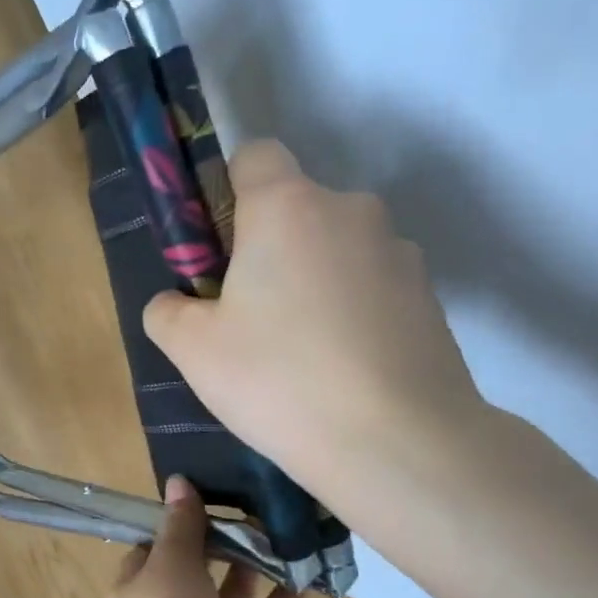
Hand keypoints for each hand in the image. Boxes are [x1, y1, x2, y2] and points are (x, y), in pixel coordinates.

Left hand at [101, 476, 305, 597]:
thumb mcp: (166, 565)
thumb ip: (181, 526)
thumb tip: (179, 481)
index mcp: (143, 585)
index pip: (159, 544)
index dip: (180, 517)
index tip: (209, 483)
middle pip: (205, 560)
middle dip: (227, 531)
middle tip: (260, 489)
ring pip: (243, 582)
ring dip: (262, 553)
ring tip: (290, 511)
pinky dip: (294, 586)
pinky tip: (314, 552)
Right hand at [142, 140, 488, 513]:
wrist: (397, 443)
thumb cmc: (278, 380)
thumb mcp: (192, 350)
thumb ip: (168, 311)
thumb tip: (176, 302)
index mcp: (287, 206)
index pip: (255, 154)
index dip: (228, 192)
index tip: (219, 250)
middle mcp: (350, 210)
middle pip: (297, 208)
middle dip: (270, 247)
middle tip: (251, 318)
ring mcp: (399, 252)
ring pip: (336, 249)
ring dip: (314, 279)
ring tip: (302, 354)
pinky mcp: (430, 296)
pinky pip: (372, 286)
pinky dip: (353, 311)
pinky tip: (343, 369)